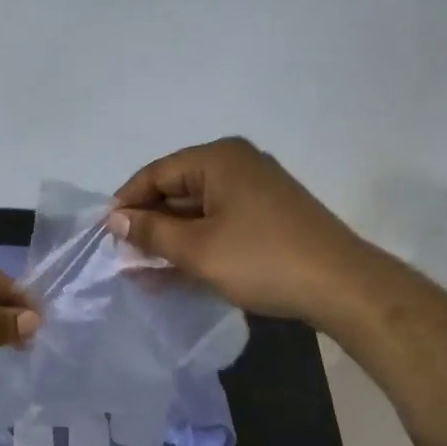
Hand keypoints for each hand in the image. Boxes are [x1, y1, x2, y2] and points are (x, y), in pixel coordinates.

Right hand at [108, 137, 389, 328]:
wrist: (341, 286)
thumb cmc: (261, 259)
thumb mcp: (196, 249)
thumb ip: (151, 231)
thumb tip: (116, 220)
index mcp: (218, 159)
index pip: (156, 173)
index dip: (127, 202)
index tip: (105, 234)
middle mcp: (237, 165)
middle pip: (176, 190)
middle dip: (148, 224)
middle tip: (122, 256)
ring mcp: (256, 192)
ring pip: (197, 211)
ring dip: (169, 239)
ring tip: (140, 270)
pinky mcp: (268, 217)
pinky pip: (218, 224)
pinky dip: (196, 245)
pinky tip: (172, 272)